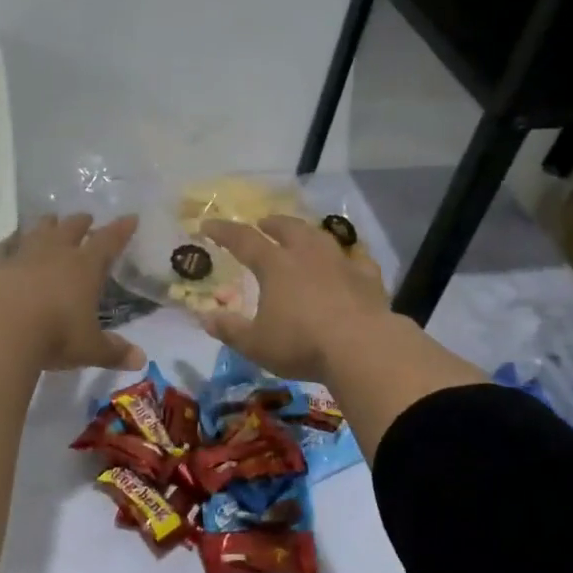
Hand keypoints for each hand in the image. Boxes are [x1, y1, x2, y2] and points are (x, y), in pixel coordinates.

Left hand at [0, 213, 144, 372]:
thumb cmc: (53, 335)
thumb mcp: (88, 348)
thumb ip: (113, 351)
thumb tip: (140, 360)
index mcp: (84, 268)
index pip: (108, 241)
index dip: (121, 230)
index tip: (130, 218)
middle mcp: (54, 253)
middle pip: (70, 229)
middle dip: (81, 222)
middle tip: (86, 217)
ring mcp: (21, 256)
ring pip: (37, 231)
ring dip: (46, 225)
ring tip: (50, 220)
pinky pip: (4, 248)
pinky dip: (10, 244)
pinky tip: (8, 245)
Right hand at [200, 215, 391, 378]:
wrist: (363, 348)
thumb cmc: (301, 344)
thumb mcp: (256, 344)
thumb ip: (229, 329)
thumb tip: (204, 316)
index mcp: (276, 266)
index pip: (243, 240)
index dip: (224, 231)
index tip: (208, 224)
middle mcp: (307, 255)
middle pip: (287, 228)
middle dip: (272, 224)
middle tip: (263, 223)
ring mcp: (341, 263)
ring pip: (321, 237)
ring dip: (307, 232)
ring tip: (302, 235)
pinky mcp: (368, 278)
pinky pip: (356, 259)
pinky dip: (348, 257)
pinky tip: (349, 261)